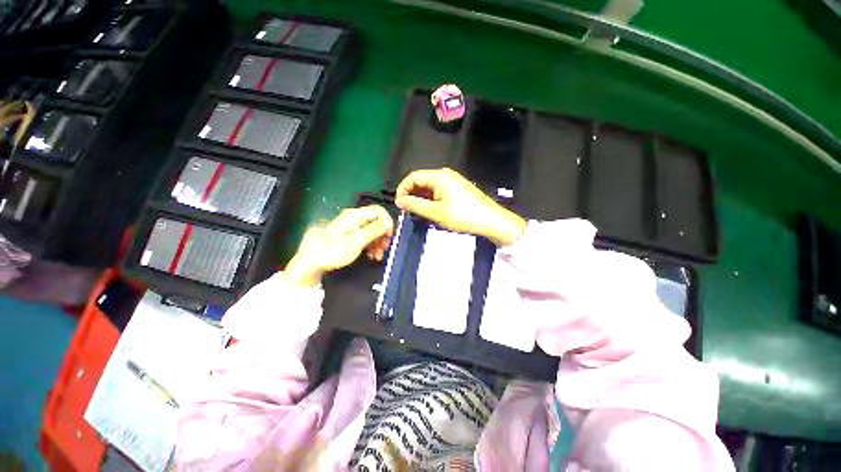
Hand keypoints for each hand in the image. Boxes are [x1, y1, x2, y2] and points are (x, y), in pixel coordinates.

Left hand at [284, 205, 393, 287]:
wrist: (311, 262)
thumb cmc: (333, 251)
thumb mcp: (356, 242)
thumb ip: (373, 230)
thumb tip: (388, 221)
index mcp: (354, 216)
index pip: (378, 211)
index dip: (387, 222)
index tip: (389, 236)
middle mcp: (354, 218)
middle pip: (376, 221)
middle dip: (383, 235)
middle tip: (385, 248)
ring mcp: (351, 227)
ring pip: (372, 230)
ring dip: (378, 242)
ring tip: (378, 256)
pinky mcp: (350, 235)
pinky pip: (365, 237)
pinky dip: (371, 245)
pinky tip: (372, 255)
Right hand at [395, 168, 525, 245]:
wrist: (489, 220)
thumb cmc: (462, 215)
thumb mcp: (435, 212)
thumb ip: (415, 205)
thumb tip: (399, 200)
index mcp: (439, 176)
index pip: (413, 177)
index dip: (402, 189)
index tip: (398, 204)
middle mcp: (445, 174)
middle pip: (421, 180)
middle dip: (412, 194)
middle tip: (407, 210)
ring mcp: (453, 180)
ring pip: (430, 187)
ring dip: (421, 198)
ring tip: (418, 212)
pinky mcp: (458, 188)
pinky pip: (439, 190)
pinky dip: (431, 199)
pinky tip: (431, 210)